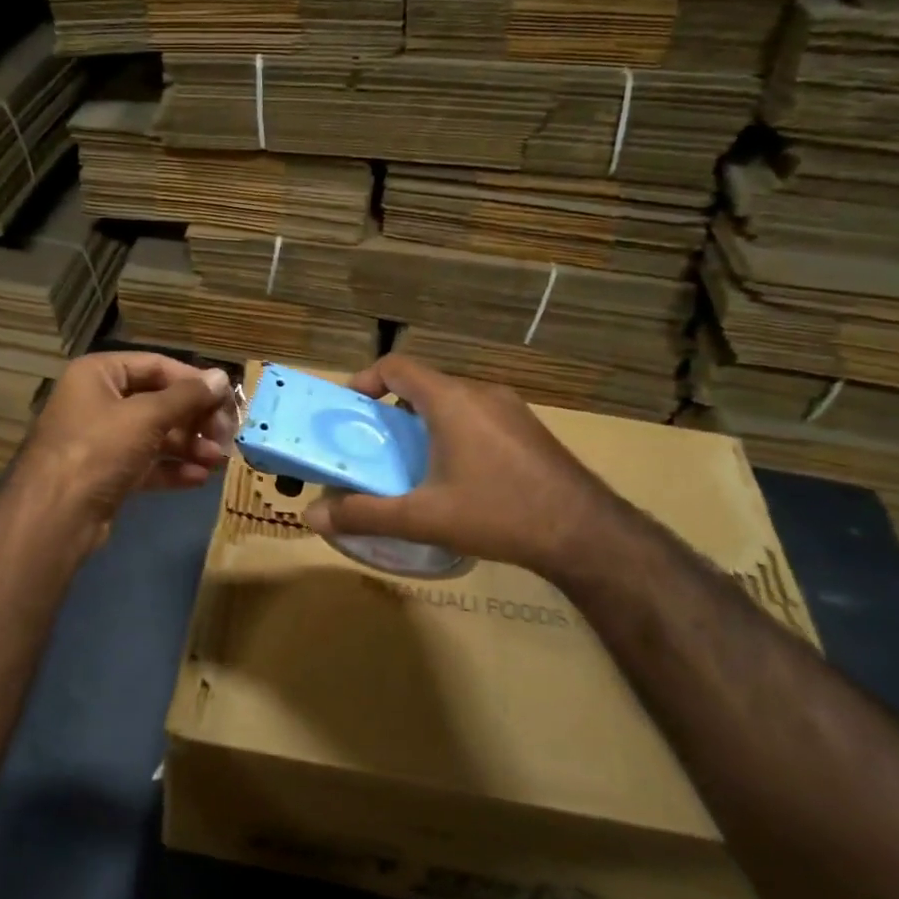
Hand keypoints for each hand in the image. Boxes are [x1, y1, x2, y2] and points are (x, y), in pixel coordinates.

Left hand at [11, 352, 237, 549]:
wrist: (55, 516)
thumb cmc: (99, 449)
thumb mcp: (147, 416)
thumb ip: (187, 396)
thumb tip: (221, 377)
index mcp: (98, 374)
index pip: (155, 365)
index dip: (193, 381)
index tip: (226, 399)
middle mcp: (96, 401)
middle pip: (157, 402)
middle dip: (194, 419)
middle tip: (226, 435)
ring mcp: (100, 440)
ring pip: (154, 435)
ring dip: (188, 445)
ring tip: (217, 460)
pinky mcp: (105, 474)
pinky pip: (145, 464)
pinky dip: (172, 469)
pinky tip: (198, 478)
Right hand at [303, 354, 614, 575]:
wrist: (585, 532)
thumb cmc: (499, 513)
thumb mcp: (424, 518)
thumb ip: (365, 515)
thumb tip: (312, 518)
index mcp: (452, 400)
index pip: (397, 366)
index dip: (365, 380)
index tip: (348, 410)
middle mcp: (481, 392)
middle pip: (422, 384)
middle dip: (390, 410)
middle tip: (373, 446)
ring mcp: (510, 409)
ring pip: (452, 401)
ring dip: (422, 422)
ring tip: (410, 463)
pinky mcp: (529, 429)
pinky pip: (477, 416)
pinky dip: (453, 431)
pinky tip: (457, 475)